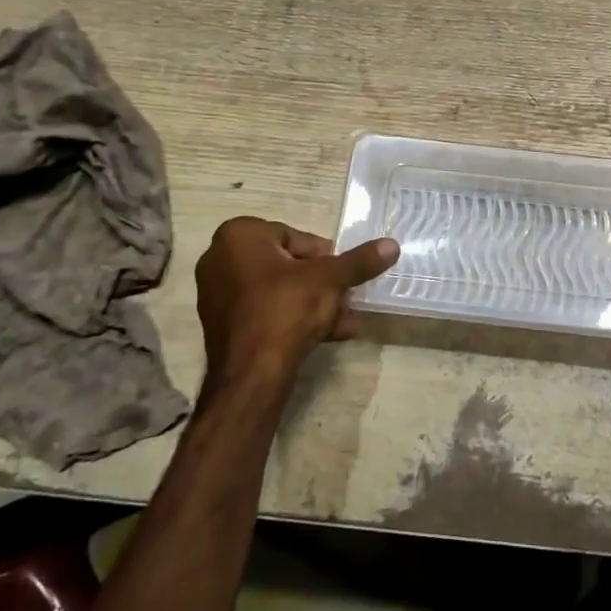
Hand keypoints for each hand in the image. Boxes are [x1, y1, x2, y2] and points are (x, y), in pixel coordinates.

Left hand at [194, 217, 398, 394]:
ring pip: (278, 291)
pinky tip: (329, 335)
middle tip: (346, 297)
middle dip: (321, 283)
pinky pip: (265, 312)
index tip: (342, 274)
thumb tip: (392, 245)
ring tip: (345, 320)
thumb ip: (360, 261)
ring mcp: (218, 294)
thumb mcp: (330, 279)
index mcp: (239, 236)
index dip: (324, 257)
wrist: (251, 375)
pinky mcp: (223, 325)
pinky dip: (293, 319)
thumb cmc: (286, 309)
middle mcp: (220, 259)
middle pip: (287, 264)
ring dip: (313, 303)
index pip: (294, 236)